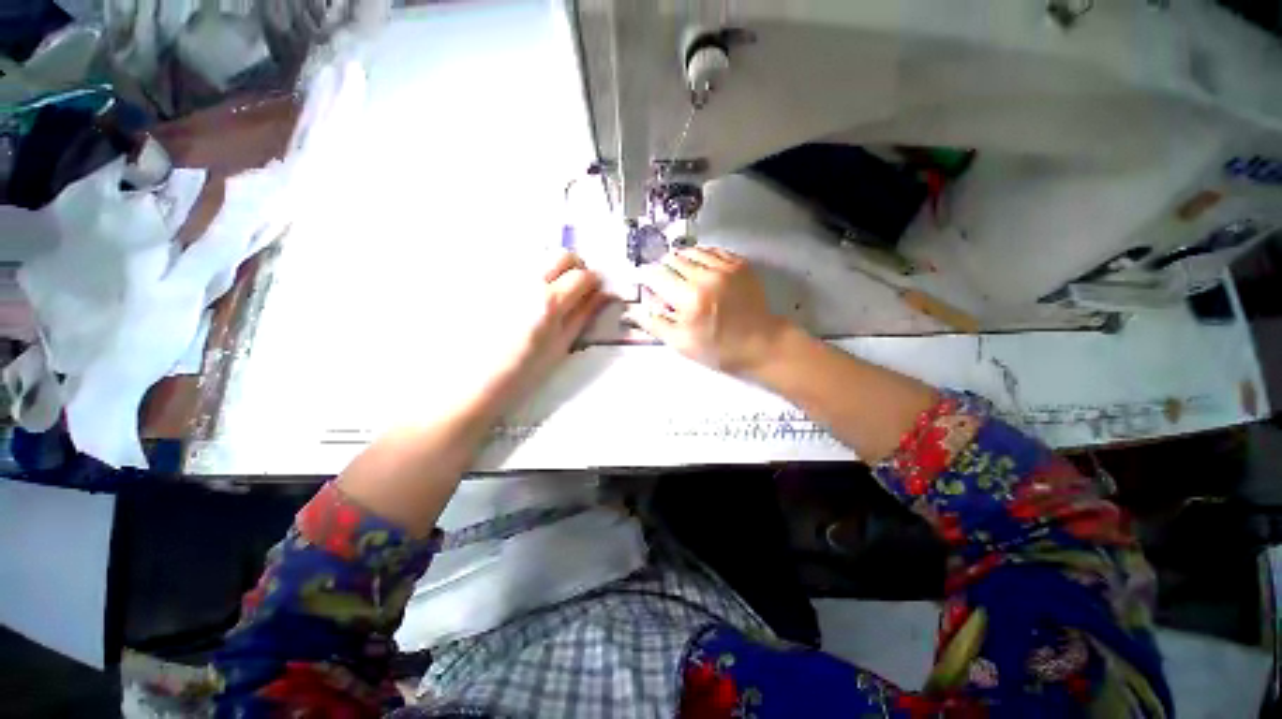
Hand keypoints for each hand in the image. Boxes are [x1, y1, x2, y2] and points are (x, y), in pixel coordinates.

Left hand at [488, 251, 607, 406]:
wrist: (474, 378)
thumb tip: (603, 296)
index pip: (584, 275)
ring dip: (553, 267)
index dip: (595, 282)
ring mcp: (505, 277)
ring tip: (549, 293)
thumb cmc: (524, 370)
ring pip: (539, 256)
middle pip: (562, 254)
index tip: (595, 293)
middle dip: (576, 267)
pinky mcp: (487, 280)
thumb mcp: (561, 346)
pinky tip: (524, 295)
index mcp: (551, 302)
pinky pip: (516, 265)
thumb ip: (583, 316)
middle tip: (576, 288)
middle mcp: (528, 280)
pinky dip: (530, 273)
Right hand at [625, 247, 791, 376]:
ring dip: (681, 260)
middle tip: (665, 283)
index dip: (647, 277)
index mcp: (689, 299)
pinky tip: (700, 268)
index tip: (646, 283)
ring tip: (681, 274)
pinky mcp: (739, 264)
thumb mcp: (681, 344)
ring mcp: (725, 267)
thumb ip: (655, 324)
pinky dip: (701, 256)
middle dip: (663, 269)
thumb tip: (633, 311)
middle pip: (673, 259)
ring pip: (691, 251)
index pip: (656, 275)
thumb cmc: (719, 348)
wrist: (761, 343)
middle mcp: (706, 277)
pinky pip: (712, 250)